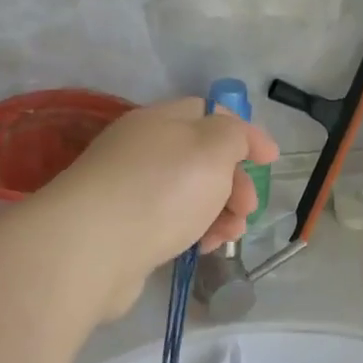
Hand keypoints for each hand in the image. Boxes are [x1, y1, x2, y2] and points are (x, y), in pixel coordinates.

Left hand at [38, 97, 279, 319]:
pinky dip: (194, 232)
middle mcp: (142, 150)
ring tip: (231, 236)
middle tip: (248, 207)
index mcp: (160, 121)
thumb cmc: (162, 189)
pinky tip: (203, 249)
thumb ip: (234, 135)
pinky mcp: (123, 230)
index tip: (270, 161)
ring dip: (220, 212)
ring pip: (189, 194)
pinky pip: (170, 222)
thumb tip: (238, 140)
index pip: (210, 114)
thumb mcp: (212, 147)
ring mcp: (129, 191)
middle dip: (235, 182)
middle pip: (202, 158)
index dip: (245, 133)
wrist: (92, 249)